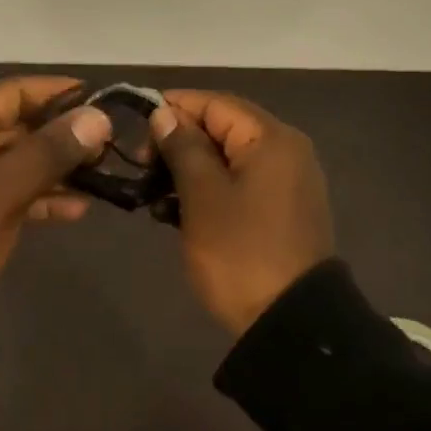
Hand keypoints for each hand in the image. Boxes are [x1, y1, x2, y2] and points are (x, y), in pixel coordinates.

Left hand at [0, 76, 112, 307]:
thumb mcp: (0, 190)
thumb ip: (49, 151)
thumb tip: (98, 117)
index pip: (15, 91)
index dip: (58, 92)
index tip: (100, 99)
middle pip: (19, 124)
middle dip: (63, 133)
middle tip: (107, 145)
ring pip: (18, 160)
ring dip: (56, 167)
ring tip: (100, 177)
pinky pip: (10, 191)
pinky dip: (40, 196)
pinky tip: (76, 209)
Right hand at [149, 91, 333, 335]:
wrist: (293, 327)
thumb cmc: (241, 252)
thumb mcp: (203, 196)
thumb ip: (183, 147)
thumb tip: (165, 114)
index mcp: (271, 138)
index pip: (215, 103)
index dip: (174, 108)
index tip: (137, 126)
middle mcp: (285, 150)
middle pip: (222, 128)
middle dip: (179, 141)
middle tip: (143, 164)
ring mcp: (287, 182)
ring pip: (227, 158)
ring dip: (189, 169)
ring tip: (154, 193)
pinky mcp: (281, 211)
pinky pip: (239, 184)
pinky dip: (209, 190)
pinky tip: (175, 212)